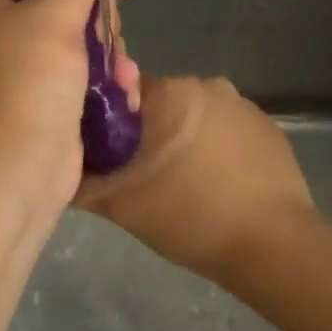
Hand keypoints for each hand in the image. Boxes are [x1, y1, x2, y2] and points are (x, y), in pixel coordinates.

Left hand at [0, 0, 138, 213]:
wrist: (20, 167)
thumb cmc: (32, 82)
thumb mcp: (57, 16)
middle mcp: (0, 35)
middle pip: (65, 6)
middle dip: (99, 24)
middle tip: (112, 40)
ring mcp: (23, 72)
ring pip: (81, 44)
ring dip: (110, 57)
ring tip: (123, 78)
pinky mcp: (45, 103)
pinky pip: (82, 78)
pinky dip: (104, 83)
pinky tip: (122, 96)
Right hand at [73, 74, 315, 284]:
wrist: (273, 245)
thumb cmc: (191, 218)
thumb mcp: (122, 206)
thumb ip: (82, 183)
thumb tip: (58, 170)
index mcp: (171, 92)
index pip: (120, 93)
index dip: (106, 124)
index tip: (104, 157)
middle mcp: (208, 84)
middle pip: (158, 105)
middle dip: (146, 136)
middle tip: (139, 179)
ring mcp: (244, 105)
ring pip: (193, 119)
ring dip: (182, 144)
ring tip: (180, 188)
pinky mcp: (270, 129)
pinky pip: (226, 133)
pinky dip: (215, 153)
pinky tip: (215, 188)